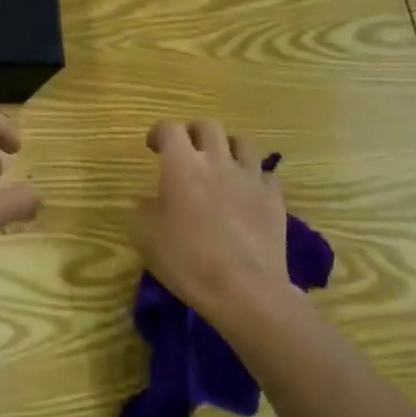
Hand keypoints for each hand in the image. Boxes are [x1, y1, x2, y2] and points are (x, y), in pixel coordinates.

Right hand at [136, 119, 292, 315]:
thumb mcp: (145, 238)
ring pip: (243, 142)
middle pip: (208, 126)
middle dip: (193, 132)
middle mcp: (216, 161)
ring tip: (220, 164)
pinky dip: (253, 176)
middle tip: (186, 150)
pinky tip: (246, 192)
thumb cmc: (187, 260)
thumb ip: (141, 211)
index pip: (169, 129)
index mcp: (181, 165)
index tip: (153, 146)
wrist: (245, 290)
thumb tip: (145, 202)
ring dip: (228, 147)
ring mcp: (250, 178)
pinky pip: (265, 174)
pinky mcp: (274, 199)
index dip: (158, 132)